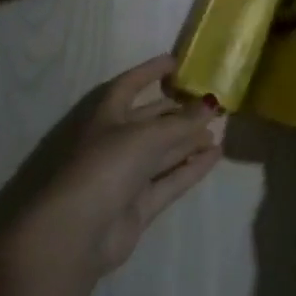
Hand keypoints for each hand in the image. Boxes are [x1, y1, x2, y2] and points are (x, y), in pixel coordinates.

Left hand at [14, 56, 224, 284]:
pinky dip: (192, 168)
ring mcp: (126, 176)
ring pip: (162, 152)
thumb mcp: (146, 136)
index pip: (130, 85)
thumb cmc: (106, 166)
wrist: (77, 233)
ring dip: (188, 140)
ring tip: (217, 130)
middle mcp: (115, 142)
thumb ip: (181, 122)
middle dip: (177, 112)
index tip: (176, 62)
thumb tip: (212, 103)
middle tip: (209, 103)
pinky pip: (170, 180)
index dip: (150, 71)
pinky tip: (216, 155)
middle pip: (150, 120)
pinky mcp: (138, 205)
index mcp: (106, 116)